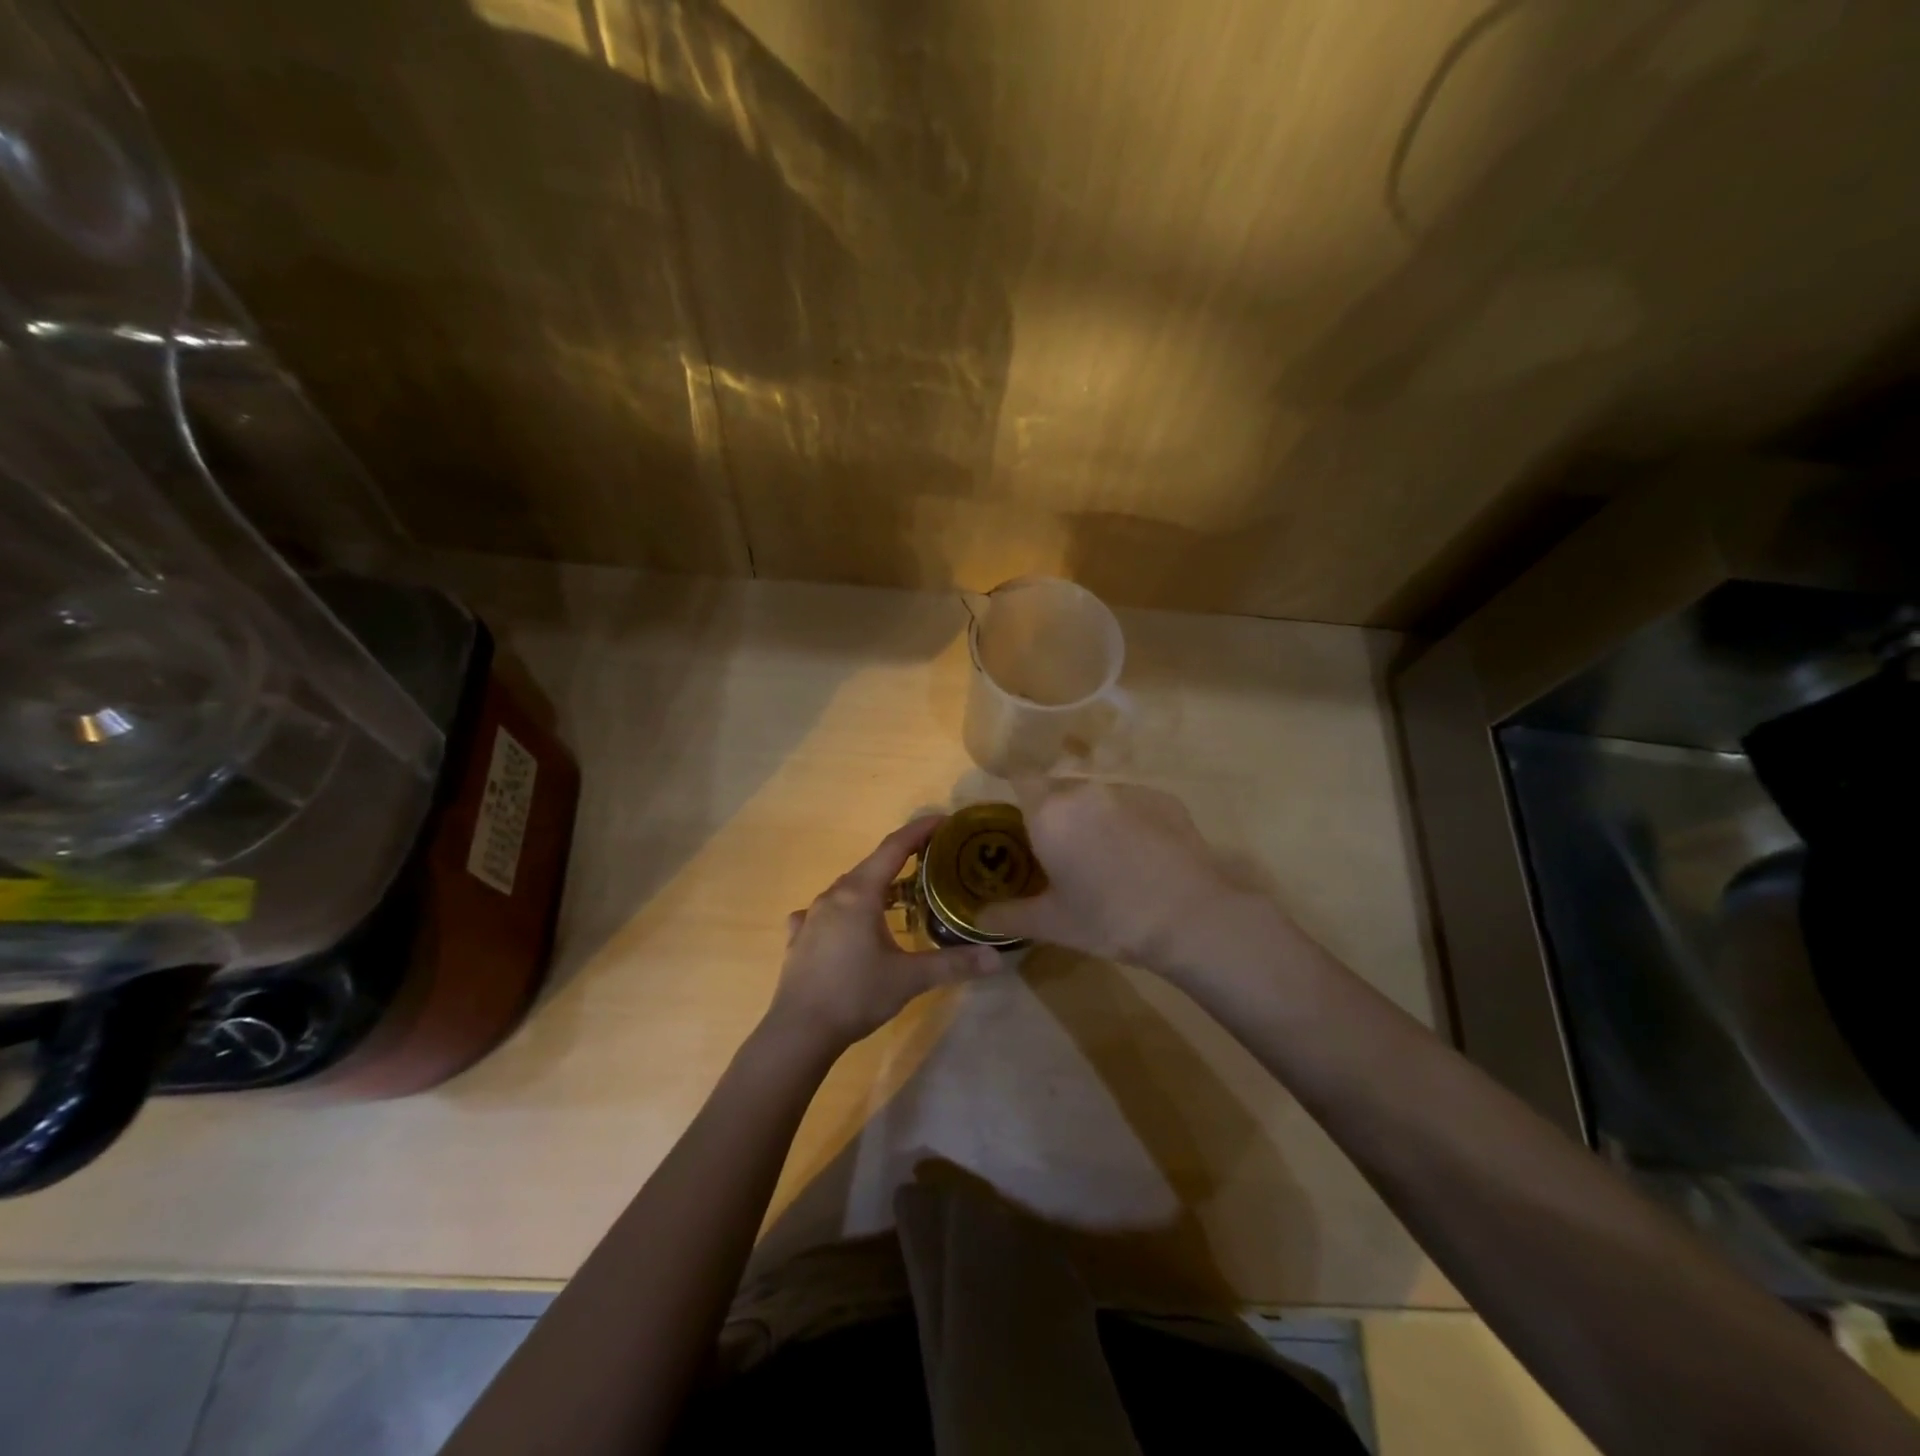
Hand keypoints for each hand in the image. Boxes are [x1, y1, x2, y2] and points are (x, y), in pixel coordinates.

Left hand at [767, 814, 1002, 1050]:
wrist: (799, 1031)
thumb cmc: (856, 995)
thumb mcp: (910, 979)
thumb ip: (954, 963)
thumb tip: (997, 957)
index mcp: (860, 893)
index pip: (894, 848)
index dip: (920, 831)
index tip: (944, 820)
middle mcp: (833, 895)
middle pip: (872, 865)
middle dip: (903, 858)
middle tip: (933, 861)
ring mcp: (811, 915)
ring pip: (849, 888)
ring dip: (876, 885)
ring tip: (900, 895)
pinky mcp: (799, 937)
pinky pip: (826, 911)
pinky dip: (846, 909)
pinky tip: (849, 926)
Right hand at [974, 777, 1276, 973]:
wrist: (1191, 917)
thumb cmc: (1111, 919)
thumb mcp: (1053, 924)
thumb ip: (1008, 916)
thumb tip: (977, 918)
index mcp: (1050, 814)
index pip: (1021, 779)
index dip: (1017, 795)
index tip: (1021, 822)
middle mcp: (1085, 791)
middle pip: (1060, 790)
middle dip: (1057, 814)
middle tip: (1064, 853)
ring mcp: (1128, 790)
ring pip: (1097, 797)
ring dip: (1094, 817)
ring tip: (1108, 858)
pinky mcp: (1163, 798)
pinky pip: (1133, 803)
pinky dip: (1130, 821)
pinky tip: (1143, 856)